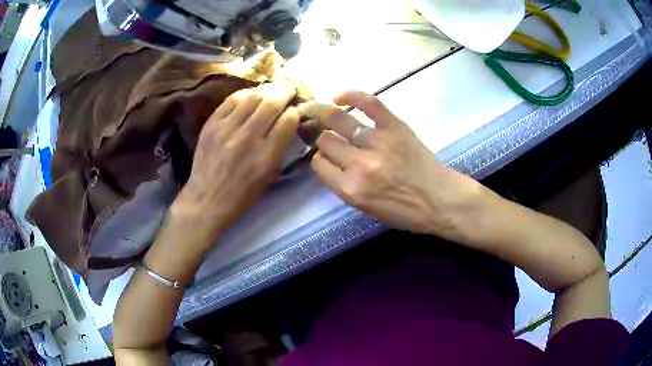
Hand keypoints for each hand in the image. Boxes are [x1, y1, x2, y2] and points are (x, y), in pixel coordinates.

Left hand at [174, 83, 299, 238]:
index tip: (296, 109)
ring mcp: (226, 129)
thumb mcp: (269, 176)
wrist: (207, 200)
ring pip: (252, 97)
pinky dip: (244, 95)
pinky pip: (231, 100)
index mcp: (266, 157)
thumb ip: (280, 147)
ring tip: (271, 90)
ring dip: (266, 91)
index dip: (295, 111)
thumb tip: (288, 121)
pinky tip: (250, 96)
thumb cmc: (242, 195)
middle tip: (288, 90)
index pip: (288, 120)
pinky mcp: (211, 125)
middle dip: (285, 93)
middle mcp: (248, 139)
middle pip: (272, 103)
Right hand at [298, 91, 480, 238]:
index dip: (319, 159)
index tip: (324, 156)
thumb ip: (343, 185)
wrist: (439, 200)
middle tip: (324, 134)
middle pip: (325, 141)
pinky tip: (338, 96)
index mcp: (351, 189)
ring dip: (323, 114)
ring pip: (338, 121)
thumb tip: (328, 161)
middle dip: (321, 138)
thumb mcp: (366, 209)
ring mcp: (377, 141)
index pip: (319, 164)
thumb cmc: (404, 212)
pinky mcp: (394, 126)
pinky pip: (368, 103)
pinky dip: (351, 96)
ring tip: (313, 109)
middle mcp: (359, 164)